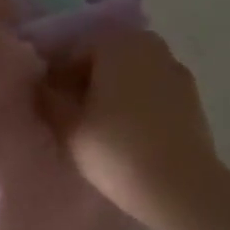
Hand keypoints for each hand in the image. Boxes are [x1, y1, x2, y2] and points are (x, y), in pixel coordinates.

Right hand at [40, 26, 223, 227]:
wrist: (180, 187)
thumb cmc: (115, 148)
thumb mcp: (65, 124)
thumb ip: (46, 95)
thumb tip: (38, 82)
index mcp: (118, 42)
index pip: (73, 47)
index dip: (55, 73)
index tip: (47, 101)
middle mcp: (151, 46)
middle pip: (104, 56)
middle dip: (84, 78)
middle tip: (68, 112)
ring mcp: (176, 71)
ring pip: (129, 73)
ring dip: (110, 91)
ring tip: (95, 125)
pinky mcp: (191, 98)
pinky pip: (150, 90)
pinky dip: (134, 103)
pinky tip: (124, 132)